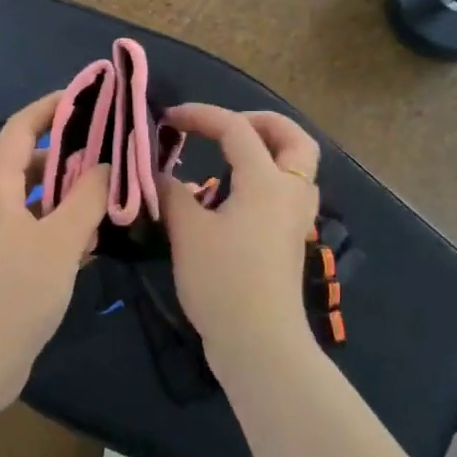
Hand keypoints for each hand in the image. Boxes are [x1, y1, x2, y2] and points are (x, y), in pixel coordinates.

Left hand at [0, 92, 109, 394]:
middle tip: (115, 150)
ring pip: (35, 199)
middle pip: (31, 161)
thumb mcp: (60, 241)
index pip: (24, 127)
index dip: (54, 106)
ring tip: (113, 191)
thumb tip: (108, 165)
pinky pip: (33, 229)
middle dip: (72, 153)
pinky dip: (61, 226)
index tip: (92, 96)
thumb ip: (89, 198)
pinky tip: (94, 238)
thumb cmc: (13, 293)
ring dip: (70, 194)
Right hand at [157, 104, 321, 366]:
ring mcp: (296, 217)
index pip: (236, 129)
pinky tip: (234, 195)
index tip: (168, 119)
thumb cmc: (222, 281)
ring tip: (230, 156)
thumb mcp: (188, 232)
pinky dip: (266, 178)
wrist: (259, 341)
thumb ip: (172, 193)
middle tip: (224, 127)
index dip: (201, 115)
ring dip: (269, 149)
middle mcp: (291, 191)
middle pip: (293, 138)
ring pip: (297, 166)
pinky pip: (288, 191)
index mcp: (266, 181)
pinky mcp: (291, 239)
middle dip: (260, 122)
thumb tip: (158, 174)